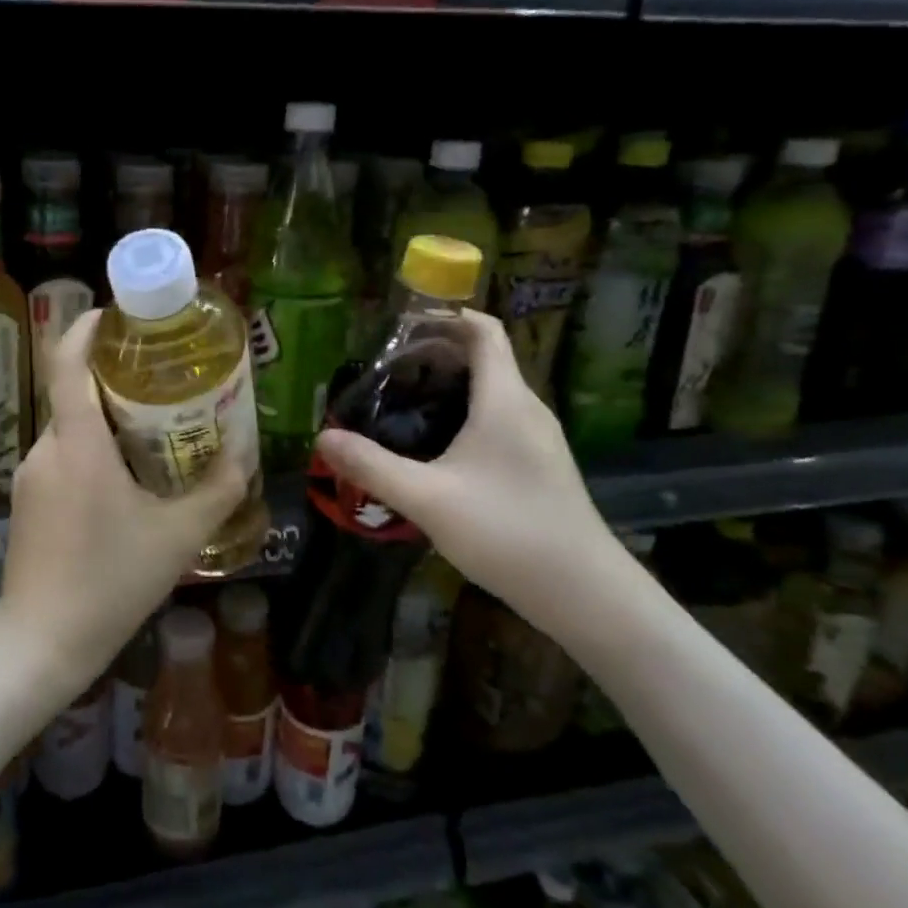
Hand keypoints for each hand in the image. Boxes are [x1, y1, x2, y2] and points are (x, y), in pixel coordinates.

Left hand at [0, 310, 249, 695]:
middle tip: (162, 380)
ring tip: (153, 430)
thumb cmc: (110, 582)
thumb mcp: (178, 537)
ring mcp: (32, 475)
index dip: (85, 328)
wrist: (41, 642)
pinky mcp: (28, 500)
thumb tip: (245, 455)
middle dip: (114, 379)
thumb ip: (217, 490)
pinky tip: (125, 480)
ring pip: (71, 428)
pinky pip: (63, 456)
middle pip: (76, 393)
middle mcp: (47, 448)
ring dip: (106, 420)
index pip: (66, 362)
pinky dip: (92, 450)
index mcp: (78, 444)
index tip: (115, 315)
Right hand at [314, 311, 648, 648]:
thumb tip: (323, 438)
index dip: (446, 316)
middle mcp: (526, 408)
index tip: (402, 324)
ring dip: (450, 386)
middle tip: (386, 370)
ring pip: (491, 391)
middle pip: (485, 358)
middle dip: (436, 354)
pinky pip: (498, 419)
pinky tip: (436, 447)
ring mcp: (538, 438)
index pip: (483, 331)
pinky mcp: (539, 465)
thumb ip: (372, 466)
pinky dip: (465, 414)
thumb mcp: (426, 497)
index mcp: (504, 399)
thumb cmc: (506, 530)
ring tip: (402, 404)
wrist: (583, 592)